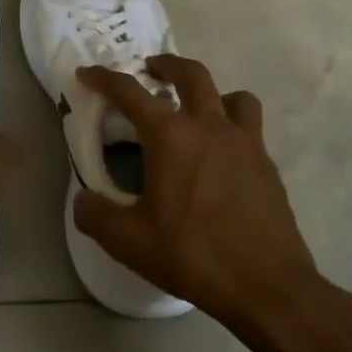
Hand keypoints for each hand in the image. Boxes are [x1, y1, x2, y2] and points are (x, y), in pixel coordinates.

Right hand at [73, 56, 341, 351]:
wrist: (267, 286)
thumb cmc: (192, 255)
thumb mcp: (128, 240)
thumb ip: (95, 215)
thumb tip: (83, 200)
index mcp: (171, 137)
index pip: (130, 92)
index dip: (104, 78)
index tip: (88, 73)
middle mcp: (210, 127)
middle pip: (192, 74)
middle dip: (167, 65)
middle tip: (151, 70)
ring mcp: (246, 144)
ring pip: (233, 96)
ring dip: (211, 93)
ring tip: (196, 110)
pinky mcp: (267, 166)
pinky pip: (250, 129)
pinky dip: (232, 127)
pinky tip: (219, 157)